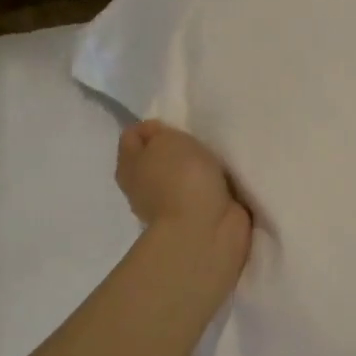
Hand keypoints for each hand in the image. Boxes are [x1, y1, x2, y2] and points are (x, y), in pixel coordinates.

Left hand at [115, 120, 251, 270]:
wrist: (205, 229)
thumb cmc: (180, 178)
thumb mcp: (165, 140)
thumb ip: (159, 133)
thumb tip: (158, 138)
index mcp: (128, 167)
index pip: (132, 136)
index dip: (153, 126)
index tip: (176, 127)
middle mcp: (143, 187)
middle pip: (158, 157)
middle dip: (177, 148)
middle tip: (199, 142)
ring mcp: (170, 205)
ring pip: (181, 175)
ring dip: (197, 168)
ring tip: (218, 159)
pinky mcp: (197, 217)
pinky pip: (202, 191)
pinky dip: (212, 186)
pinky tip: (226, 179)